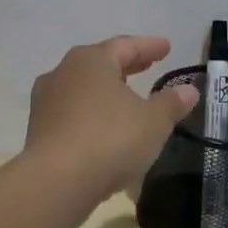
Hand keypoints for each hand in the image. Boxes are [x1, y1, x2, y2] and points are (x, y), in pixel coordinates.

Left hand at [23, 36, 200, 201]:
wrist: (56, 182)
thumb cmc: (110, 139)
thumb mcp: (153, 122)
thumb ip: (171, 103)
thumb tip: (189, 90)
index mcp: (91, 60)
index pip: (125, 46)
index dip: (149, 47)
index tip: (166, 48)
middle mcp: (63, 72)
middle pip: (101, 63)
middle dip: (127, 65)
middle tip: (148, 65)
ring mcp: (46, 101)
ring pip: (83, 87)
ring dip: (106, 90)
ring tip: (126, 97)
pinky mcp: (38, 130)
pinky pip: (72, 112)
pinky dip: (92, 113)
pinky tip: (105, 126)